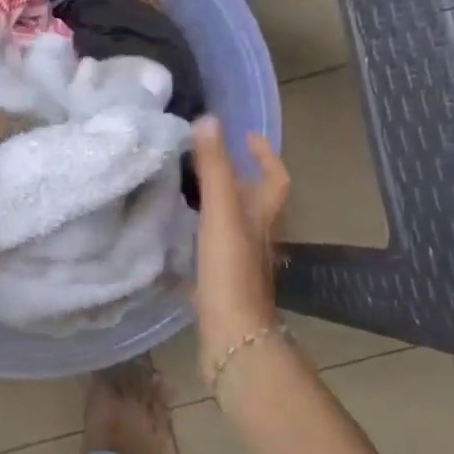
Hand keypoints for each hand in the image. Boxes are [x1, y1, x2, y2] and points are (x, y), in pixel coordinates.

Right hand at [189, 116, 289, 385]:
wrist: (233, 334)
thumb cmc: (231, 270)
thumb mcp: (221, 212)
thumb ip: (215, 168)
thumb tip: (209, 119)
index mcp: (263, 217)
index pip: (275, 178)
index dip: (264, 155)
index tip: (246, 136)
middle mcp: (258, 236)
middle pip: (255, 201)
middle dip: (237, 177)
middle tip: (206, 159)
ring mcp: (242, 262)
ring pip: (234, 224)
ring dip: (218, 205)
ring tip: (187, 190)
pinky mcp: (224, 281)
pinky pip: (215, 248)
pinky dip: (202, 233)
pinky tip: (179, 235)